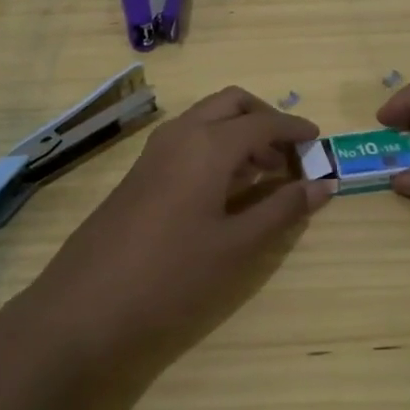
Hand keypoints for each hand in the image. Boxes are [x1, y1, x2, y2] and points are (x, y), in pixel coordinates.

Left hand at [14, 87, 331, 370]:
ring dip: (239, 132)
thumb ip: (282, 210)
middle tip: (289, 153)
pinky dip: (215, 146)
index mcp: (208, 144)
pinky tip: (226, 187)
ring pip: (206, 118)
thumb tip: (323, 185)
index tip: (318, 141)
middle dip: (264, 118)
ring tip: (265, 173)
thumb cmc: (172, 275)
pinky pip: (187, 139)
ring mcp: (155, 151)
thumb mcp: (237, 246)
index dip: (294, 129)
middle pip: (231, 103)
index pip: (263, 122)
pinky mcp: (140, 172)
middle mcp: (181, 134)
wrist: (85, 305)